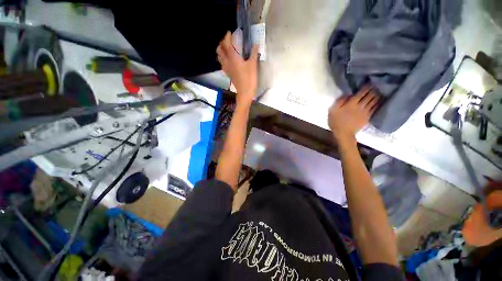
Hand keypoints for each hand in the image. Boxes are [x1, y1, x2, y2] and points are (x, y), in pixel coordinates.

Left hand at [217, 31, 258, 105]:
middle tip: (227, 40)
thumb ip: (253, 53)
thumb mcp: (253, 65)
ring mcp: (226, 69)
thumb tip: (256, 44)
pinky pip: (222, 64)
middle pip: (220, 50)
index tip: (230, 32)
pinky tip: (227, 60)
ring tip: (226, 48)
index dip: (228, 37)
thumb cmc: (249, 79)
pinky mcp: (228, 74)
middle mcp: (227, 62)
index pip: (227, 44)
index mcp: (233, 58)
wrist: (245, 92)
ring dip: (221, 51)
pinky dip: (223, 59)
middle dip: (222, 43)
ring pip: (219, 57)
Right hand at [328, 85, 380, 143]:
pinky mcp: (368, 117)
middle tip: (376, 84)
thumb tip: (347, 94)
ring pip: (374, 101)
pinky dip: (378, 103)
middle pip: (369, 96)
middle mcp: (360, 106)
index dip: (366, 87)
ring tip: (380, 90)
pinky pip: (375, 108)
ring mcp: (366, 112)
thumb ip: (339, 101)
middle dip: (373, 89)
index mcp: (351, 104)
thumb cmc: (336, 121)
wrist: (343, 133)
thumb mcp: (333, 110)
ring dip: (377, 95)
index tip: (369, 82)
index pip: (361, 93)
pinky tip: (380, 100)